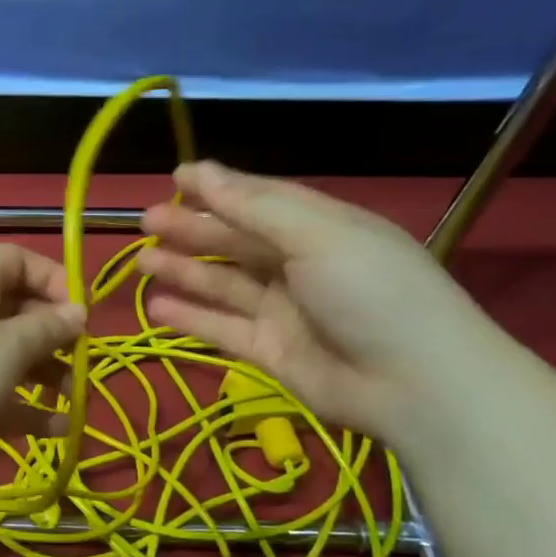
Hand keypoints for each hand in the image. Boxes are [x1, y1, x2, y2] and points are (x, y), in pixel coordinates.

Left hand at [0, 244, 86, 479]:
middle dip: (52, 334)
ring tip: (72, 399)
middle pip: (16, 309)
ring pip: (6, 354)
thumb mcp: (7, 350)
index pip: (15, 259)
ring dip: (43, 373)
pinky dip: (21, 405)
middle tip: (80, 360)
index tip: (78, 310)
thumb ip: (47, 330)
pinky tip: (55, 430)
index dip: (51, 277)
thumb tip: (78, 311)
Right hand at [136, 163, 502, 450]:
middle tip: (146, 222)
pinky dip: (190, 318)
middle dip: (192, 230)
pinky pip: (221, 329)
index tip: (174, 178)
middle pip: (236, 241)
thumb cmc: (370, 291)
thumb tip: (199, 171)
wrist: (414, 385)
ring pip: (223, 284)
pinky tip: (156, 307)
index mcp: (321, 227)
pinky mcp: (269, 351)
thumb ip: (253, 206)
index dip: (218, 188)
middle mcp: (300, 265)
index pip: (261, 200)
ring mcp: (283, 311)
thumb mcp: (317, 235)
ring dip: (183, 271)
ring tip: (141, 263)